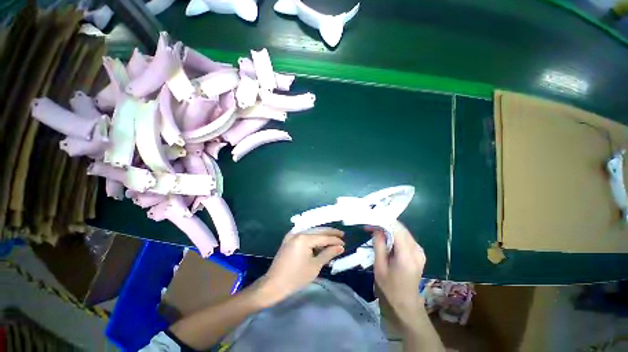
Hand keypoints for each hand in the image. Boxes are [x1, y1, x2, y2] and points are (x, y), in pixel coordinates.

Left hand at [256, 227, 344, 306]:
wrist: (274, 284)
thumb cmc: (296, 277)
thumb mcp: (315, 266)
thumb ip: (328, 253)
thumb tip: (340, 247)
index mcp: (304, 238)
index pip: (323, 237)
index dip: (335, 240)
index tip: (344, 242)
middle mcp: (298, 232)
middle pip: (318, 230)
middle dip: (330, 233)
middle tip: (341, 235)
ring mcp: (292, 234)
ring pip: (311, 231)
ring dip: (322, 234)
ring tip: (333, 238)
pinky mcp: (289, 239)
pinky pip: (304, 234)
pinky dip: (313, 237)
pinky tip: (320, 240)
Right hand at [367, 221, 425, 323]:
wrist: (406, 305)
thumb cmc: (390, 288)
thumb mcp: (379, 267)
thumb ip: (379, 245)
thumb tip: (377, 228)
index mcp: (407, 256)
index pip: (397, 230)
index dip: (384, 221)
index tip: (372, 218)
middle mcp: (417, 251)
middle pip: (401, 229)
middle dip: (386, 223)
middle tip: (372, 224)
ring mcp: (420, 251)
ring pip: (404, 231)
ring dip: (390, 228)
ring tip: (376, 229)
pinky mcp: (419, 253)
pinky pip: (406, 237)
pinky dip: (395, 234)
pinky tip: (386, 237)